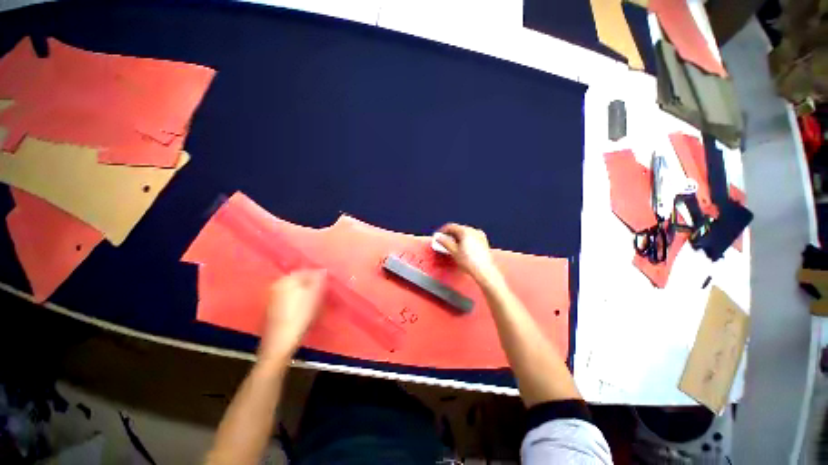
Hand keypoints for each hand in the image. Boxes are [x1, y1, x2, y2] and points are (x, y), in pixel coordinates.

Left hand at [257, 270, 325, 366]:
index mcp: (287, 279)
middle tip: (323, 294)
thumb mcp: (315, 294)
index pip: (307, 271)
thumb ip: (319, 279)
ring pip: (295, 291)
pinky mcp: (273, 310)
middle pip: (300, 281)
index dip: (319, 277)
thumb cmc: (300, 315)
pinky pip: (290, 300)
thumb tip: (323, 270)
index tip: (328, 286)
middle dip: (312, 285)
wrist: (280, 342)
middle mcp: (277, 285)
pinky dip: (298, 302)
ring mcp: (273, 298)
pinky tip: (304, 312)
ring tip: (315, 304)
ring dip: (306, 294)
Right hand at [436, 223, 501, 284]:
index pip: (451, 226)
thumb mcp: (453, 251)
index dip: (443, 231)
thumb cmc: (468, 261)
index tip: (438, 236)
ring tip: (452, 245)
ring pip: (465, 232)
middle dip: (450, 234)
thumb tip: (439, 237)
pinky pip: (471, 236)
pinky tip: (462, 247)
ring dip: (457, 237)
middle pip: (458, 229)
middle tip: (444, 241)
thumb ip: (445, 242)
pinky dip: (465, 239)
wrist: (484, 270)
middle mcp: (473, 230)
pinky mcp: (484, 241)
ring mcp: (480, 235)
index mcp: (465, 231)